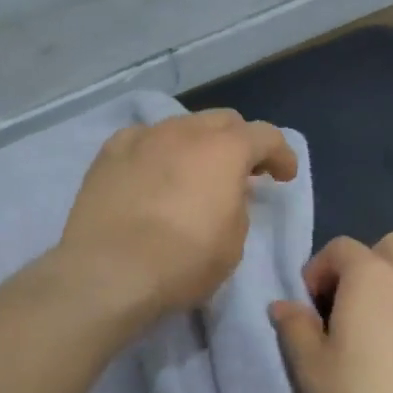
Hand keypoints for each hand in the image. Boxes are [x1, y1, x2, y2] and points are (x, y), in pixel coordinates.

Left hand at [58, 109, 297, 320]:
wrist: (108, 272)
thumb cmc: (182, 262)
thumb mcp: (233, 243)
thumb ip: (238, 207)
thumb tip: (227, 193)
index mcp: (225, 150)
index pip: (265, 136)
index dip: (281, 155)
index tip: (283, 176)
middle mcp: (185, 131)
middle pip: (222, 121)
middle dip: (239, 142)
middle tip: (242, 171)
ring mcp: (143, 138)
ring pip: (180, 126)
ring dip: (196, 144)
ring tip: (194, 172)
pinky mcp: (108, 154)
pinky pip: (142, 140)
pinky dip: (156, 151)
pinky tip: (152, 173)